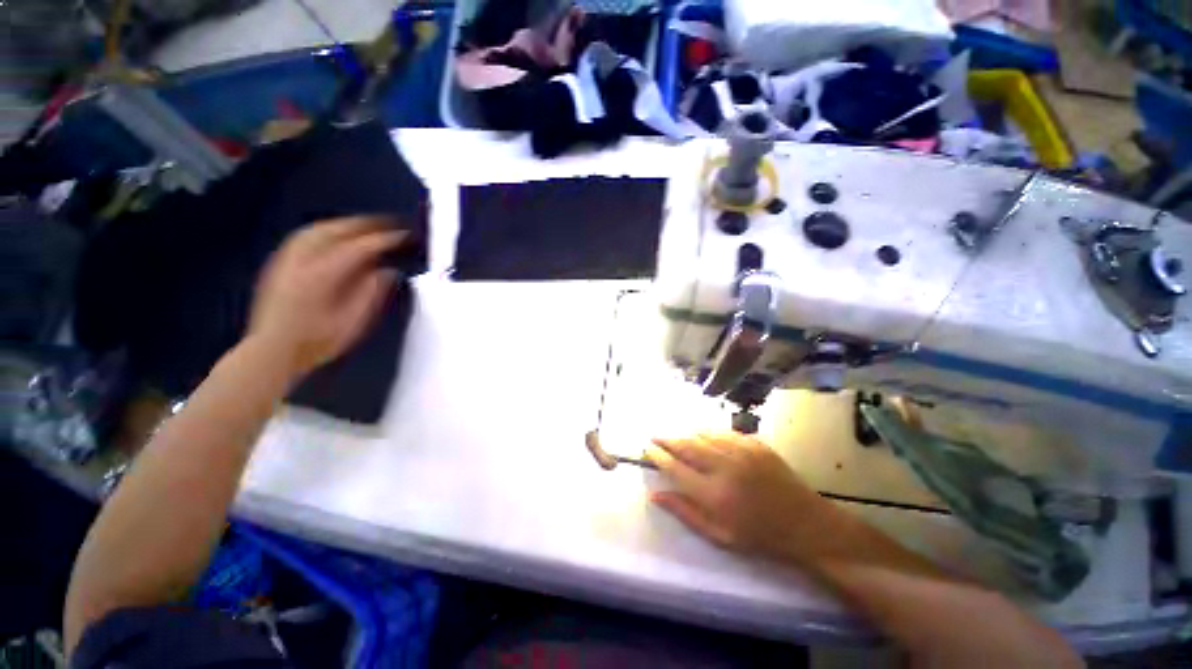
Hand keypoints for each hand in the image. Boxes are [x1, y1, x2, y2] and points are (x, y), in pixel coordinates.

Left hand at [248, 217, 407, 380]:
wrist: (272, 351)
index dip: (387, 239)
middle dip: (369, 224)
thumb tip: (390, 270)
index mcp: (323, 275)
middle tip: (394, 224)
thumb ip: (372, 292)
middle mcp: (303, 259)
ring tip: (370, 226)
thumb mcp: (354, 321)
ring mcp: (288, 258)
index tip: (407, 235)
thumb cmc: (318, 340)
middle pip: (338, 229)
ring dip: (348, 223)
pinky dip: (328, 229)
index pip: (361, 247)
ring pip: (320, 228)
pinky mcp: (281, 262)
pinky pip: (307, 235)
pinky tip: (338, 234)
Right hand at [647, 432, 839, 563]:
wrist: (805, 524)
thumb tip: (655, 494)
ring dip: (684, 433)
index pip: (675, 467)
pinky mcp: (754, 443)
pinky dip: (707, 432)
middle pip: (686, 445)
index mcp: (714, 494)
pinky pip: (722, 431)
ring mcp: (741, 451)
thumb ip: (684, 513)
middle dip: (666, 438)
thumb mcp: (718, 536)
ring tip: (673, 435)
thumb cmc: (759, 536)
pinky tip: (701, 435)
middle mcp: (724, 467)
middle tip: (654, 435)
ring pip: (702, 434)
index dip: (658, 456)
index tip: (647, 449)